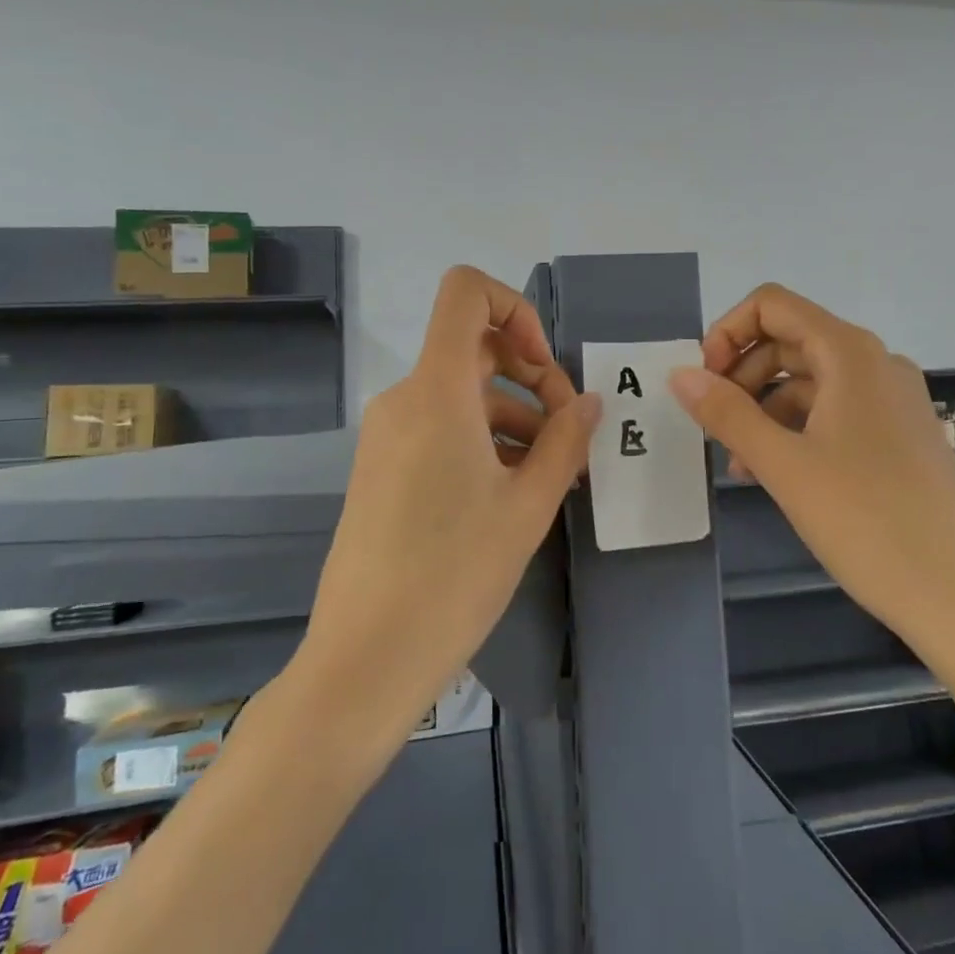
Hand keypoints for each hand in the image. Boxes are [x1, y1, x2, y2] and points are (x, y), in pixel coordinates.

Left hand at [296, 266, 601, 739]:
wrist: (366, 659)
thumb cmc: (454, 574)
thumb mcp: (527, 505)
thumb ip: (565, 441)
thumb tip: (588, 403)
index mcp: (436, 391)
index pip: (465, 294)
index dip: (515, 307)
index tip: (545, 367)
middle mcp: (405, 398)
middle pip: (474, 347)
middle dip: (532, 375)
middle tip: (569, 432)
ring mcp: (388, 434)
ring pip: (464, 393)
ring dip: (516, 415)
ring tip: (556, 472)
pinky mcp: (384, 467)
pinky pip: (442, 426)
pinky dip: (485, 438)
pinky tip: (517, 488)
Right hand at [668, 283, 954, 640]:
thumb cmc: (865, 520)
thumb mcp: (783, 465)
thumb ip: (726, 412)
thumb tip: (679, 374)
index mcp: (850, 353)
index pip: (772, 305)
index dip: (728, 333)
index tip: (705, 383)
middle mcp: (876, 363)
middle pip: (789, 340)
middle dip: (742, 375)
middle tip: (714, 427)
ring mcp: (893, 399)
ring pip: (810, 380)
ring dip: (764, 408)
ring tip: (738, 462)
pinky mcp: (899, 435)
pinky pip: (834, 411)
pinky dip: (796, 429)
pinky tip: (774, 473)